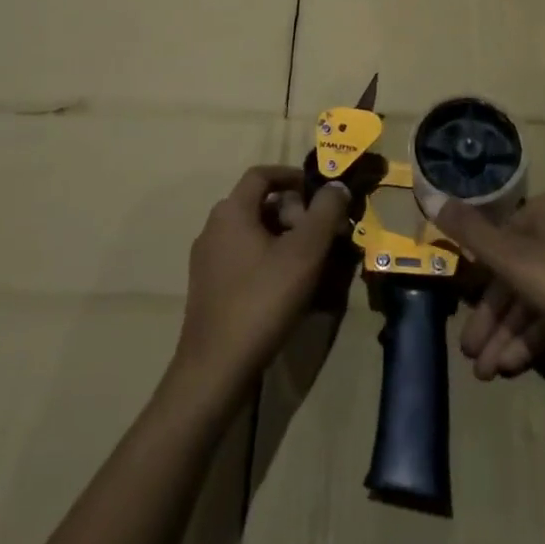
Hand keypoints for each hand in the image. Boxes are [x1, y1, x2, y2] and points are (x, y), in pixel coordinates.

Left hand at [173, 166, 352, 398]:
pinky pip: (243, 259)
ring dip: (283, 238)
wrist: (215, 369)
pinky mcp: (208, 289)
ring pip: (252, 233)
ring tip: (310, 263)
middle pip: (259, 204)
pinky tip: (287, 288)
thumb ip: (325, 212)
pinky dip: (268, 260)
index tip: (320, 193)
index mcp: (231, 211)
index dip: (293, 176)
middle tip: (320, 236)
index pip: (262, 174)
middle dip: (293, 213)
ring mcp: (207, 260)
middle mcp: (213, 228)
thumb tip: (337, 185)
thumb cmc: (262, 300)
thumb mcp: (304, 252)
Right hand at [437, 190, 544, 382]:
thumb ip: (471, 232)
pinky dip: (534, 335)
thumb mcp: (513, 258)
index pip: (499, 239)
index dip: (476, 279)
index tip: (461, 313)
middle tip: (470, 357)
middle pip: (515, 272)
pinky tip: (513, 365)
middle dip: (491, 318)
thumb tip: (433, 196)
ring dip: (508, 333)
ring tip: (487, 372)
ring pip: (534, 296)